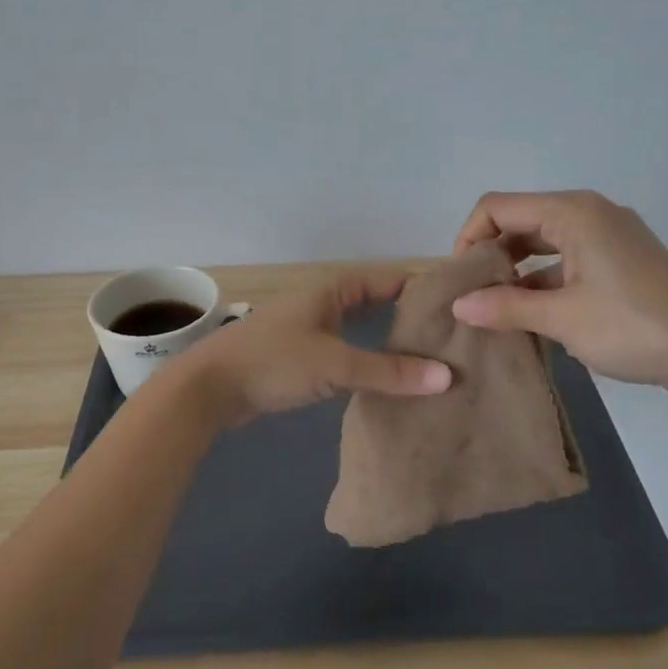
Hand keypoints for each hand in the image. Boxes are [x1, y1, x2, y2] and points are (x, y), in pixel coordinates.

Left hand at [178, 269, 452, 427]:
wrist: (209, 388)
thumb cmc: (273, 363)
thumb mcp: (335, 365)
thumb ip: (389, 373)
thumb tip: (447, 377)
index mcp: (331, 290)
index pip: (388, 280)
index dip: (421, 290)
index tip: (457, 307)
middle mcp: (323, 303)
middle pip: (375, 304)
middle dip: (408, 319)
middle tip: (450, 339)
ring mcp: (309, 329)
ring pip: (359, 330)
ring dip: (387, 342)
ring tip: (428, 361)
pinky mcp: (300, 357)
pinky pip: (345, 352)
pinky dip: (366, 361)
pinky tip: (386, 381)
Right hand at [449, 190, 667, 398]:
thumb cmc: (633, 326)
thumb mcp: (562, 319)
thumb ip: (505, 308)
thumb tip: (459, 305)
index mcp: (573, 212)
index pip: (497, 206)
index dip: (468, 237)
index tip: (459, 279)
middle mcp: (590, 213)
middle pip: (521, 221)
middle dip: (492, 256)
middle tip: (473, 297)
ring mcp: (610, 236)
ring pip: (545, 243)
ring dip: (518, 273)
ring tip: (496, 311)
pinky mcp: (623, 261)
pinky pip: (569, 260)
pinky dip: (545, 282)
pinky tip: (532, 317)